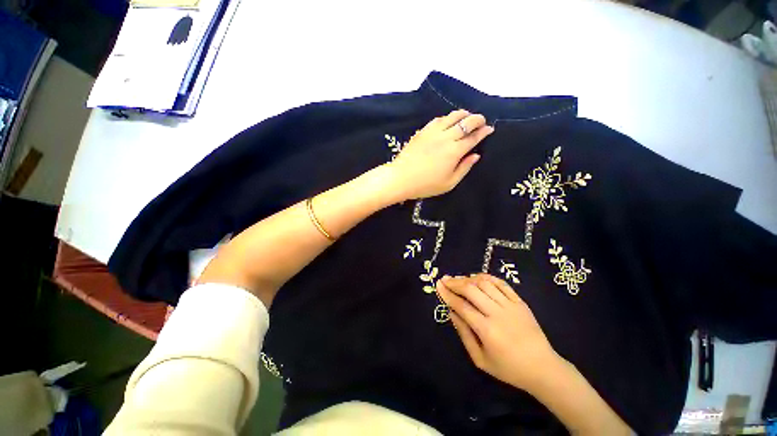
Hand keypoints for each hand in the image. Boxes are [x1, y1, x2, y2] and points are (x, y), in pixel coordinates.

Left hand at [388, 110, 493, 200]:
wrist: (401, 178)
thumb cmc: (426, 185)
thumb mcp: (449, 183)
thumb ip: (464, 168)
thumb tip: (476, 155)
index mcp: (455, 151)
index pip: (474, 136)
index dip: (484, 131)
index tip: (490, 129)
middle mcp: (446, 137)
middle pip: (466, 121)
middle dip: (478, 119)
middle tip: (481, 122)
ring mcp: (433, 132)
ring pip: (452, 115)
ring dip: (464, 114)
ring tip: (467, 118)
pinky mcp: (422, 131)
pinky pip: (438, 119)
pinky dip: (447, 117)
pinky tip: (448, 121)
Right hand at [436, 274, 560, 392]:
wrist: (543, 368)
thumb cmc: (509, 368)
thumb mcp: (480, 359)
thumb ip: (464, 334)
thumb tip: (451, 312)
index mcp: (487, 330)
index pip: (462, 306)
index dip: (447, 294)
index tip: (438, 286)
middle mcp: (498, 313)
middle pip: (472, 290)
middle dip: (455, 283)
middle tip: (445, 279)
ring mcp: (511, 305)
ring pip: (485, 283)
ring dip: (469, 278)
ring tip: (459, 279)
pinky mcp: (520, 302)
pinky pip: (501, 283)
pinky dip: (487, 277)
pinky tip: (477, 277)